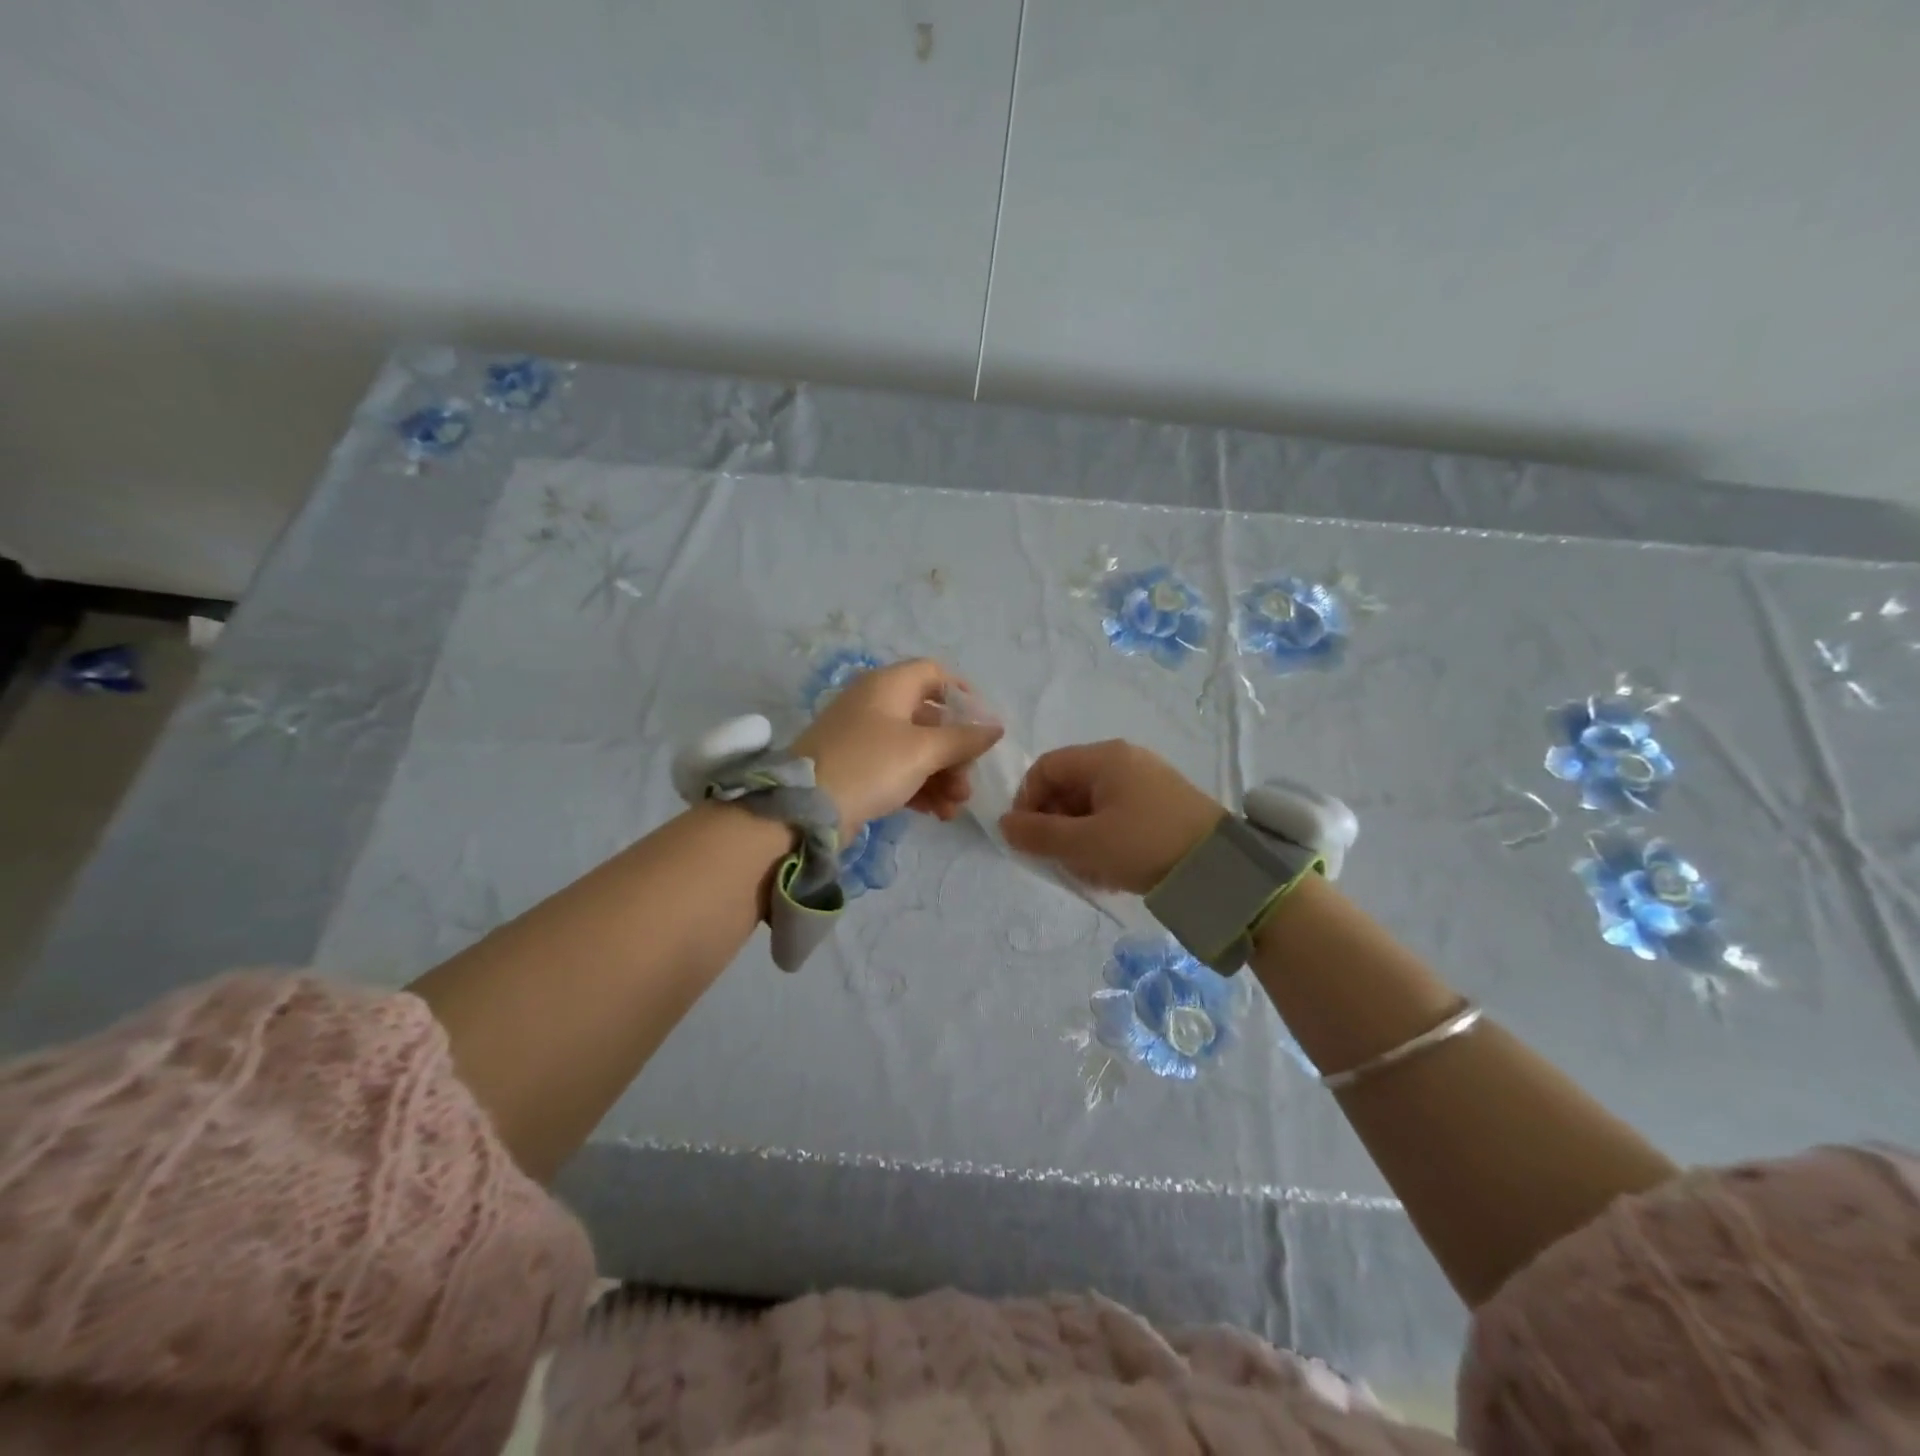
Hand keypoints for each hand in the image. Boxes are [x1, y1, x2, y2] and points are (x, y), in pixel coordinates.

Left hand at [793, 659, 1002, 836]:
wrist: (805, 808)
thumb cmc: (870, 765)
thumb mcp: (923, 751)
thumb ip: (963, 739)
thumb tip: (995, 727)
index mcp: (889, 686)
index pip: (934, 673)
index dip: (963, 695)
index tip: (984, 725)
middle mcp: (876, 705)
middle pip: (930, 719)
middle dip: (956, 753)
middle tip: (968, 783)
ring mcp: (864, 737)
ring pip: (916, 749)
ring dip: (942, 776)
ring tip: (955, 807)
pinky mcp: (857, 768)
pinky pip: (898, 770)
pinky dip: (919, 787)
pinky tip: (937, 814)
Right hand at [999, 740, 1223, 894]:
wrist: (1222, 868)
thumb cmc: (1145, 845)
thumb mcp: (1085, 844)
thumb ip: (1039, 835)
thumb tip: (1004, 825)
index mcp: (1105, 758)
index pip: (1046, 768)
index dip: (1027, 801)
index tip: (1027, 837)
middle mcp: (1125, 761)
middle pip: (1070, 787)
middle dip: (1056, 825)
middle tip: (1059, 860)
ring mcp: (1148, 782)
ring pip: (1093, 806)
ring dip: (1079, 838)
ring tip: (1088, 872)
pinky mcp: (1164, 805)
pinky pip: (1119, 816)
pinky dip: (1105, 840)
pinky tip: (1111, 871)